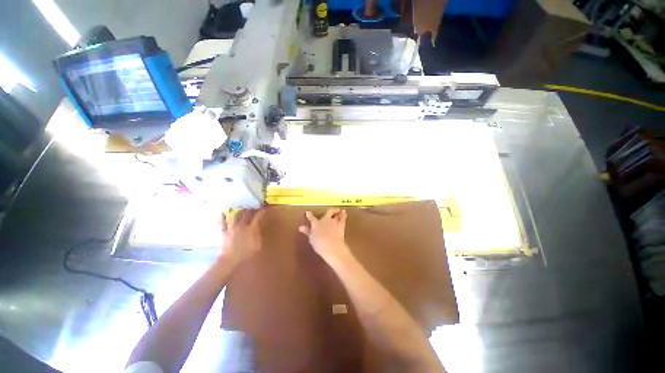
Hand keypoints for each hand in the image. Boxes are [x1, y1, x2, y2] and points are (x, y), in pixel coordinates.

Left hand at [220, 209, 264, 263]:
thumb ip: (258, 234)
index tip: (263, 208)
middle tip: (253, 206)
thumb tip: (257, 227)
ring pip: (236, 215)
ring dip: (240, 211)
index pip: (257, 217)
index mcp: (251, 229)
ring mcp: (232, 227)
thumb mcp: (257, 245)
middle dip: (251, 209)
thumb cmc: (246, 254)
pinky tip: (224, 212)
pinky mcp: (224, 231)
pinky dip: (223, 216)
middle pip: (247, 214)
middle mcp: (242, 225)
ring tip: (242, 209)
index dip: (261, 212)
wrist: (230, 260)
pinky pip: (223, 222)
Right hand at [299, 208, 351, 262]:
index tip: (308, 212)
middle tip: (332, 210)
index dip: (309, 215)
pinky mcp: (341, 224)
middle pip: (328, 212)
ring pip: (337, 213)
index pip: (311, 218)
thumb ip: (307, 232)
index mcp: (316, 223)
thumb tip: (301, 227)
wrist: (332, 246)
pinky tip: (345, 213)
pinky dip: (344, 215)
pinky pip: (343, 218)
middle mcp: (325, 220)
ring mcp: (334, 221)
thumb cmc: (319, 244)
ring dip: (338, 212)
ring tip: (341, 210)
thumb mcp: (311, 239)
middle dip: (330, 210)